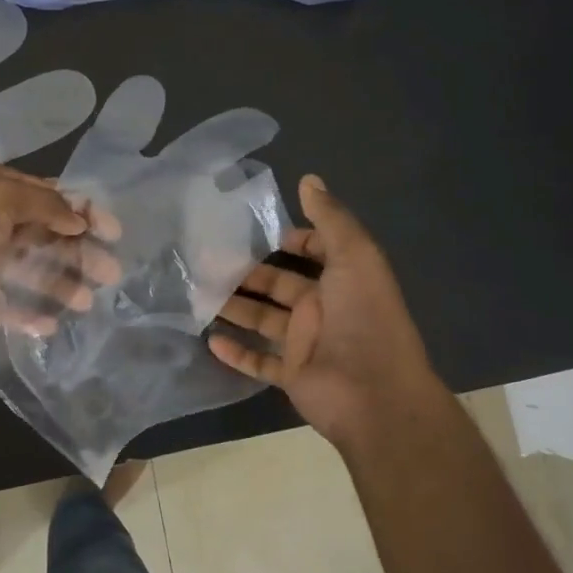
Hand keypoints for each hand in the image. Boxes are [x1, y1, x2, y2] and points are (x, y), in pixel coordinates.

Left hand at [0, 164, 120, 334]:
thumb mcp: (1, 199)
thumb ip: (46, 206)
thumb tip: (79, 220)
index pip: (51, 197)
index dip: (84, 212)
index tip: (113, 234)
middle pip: (44, 235)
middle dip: (78, 252)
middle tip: (109, 274)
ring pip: (27, 269)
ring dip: (57, 283)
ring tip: (86, 303)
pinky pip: (1, 301)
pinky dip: (24, 312)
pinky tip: (48, 326)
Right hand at [208, 175, 440, 452]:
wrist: (375, 394)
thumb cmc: (365, 318)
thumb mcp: (356, 257)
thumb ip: (331, 219)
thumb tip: (309, 178)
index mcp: (342, 279)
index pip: (315, 252)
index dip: (293, 241)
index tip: (258, 233)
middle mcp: (323, 308)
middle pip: (279, 285)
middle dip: (247, 273)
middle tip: (207, 260)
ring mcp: (306, 344)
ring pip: (263, 320)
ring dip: (234, 307)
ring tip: (197, 293)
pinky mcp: (292, 375)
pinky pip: (259, 362)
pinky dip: (236, 353)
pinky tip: (209, 339)